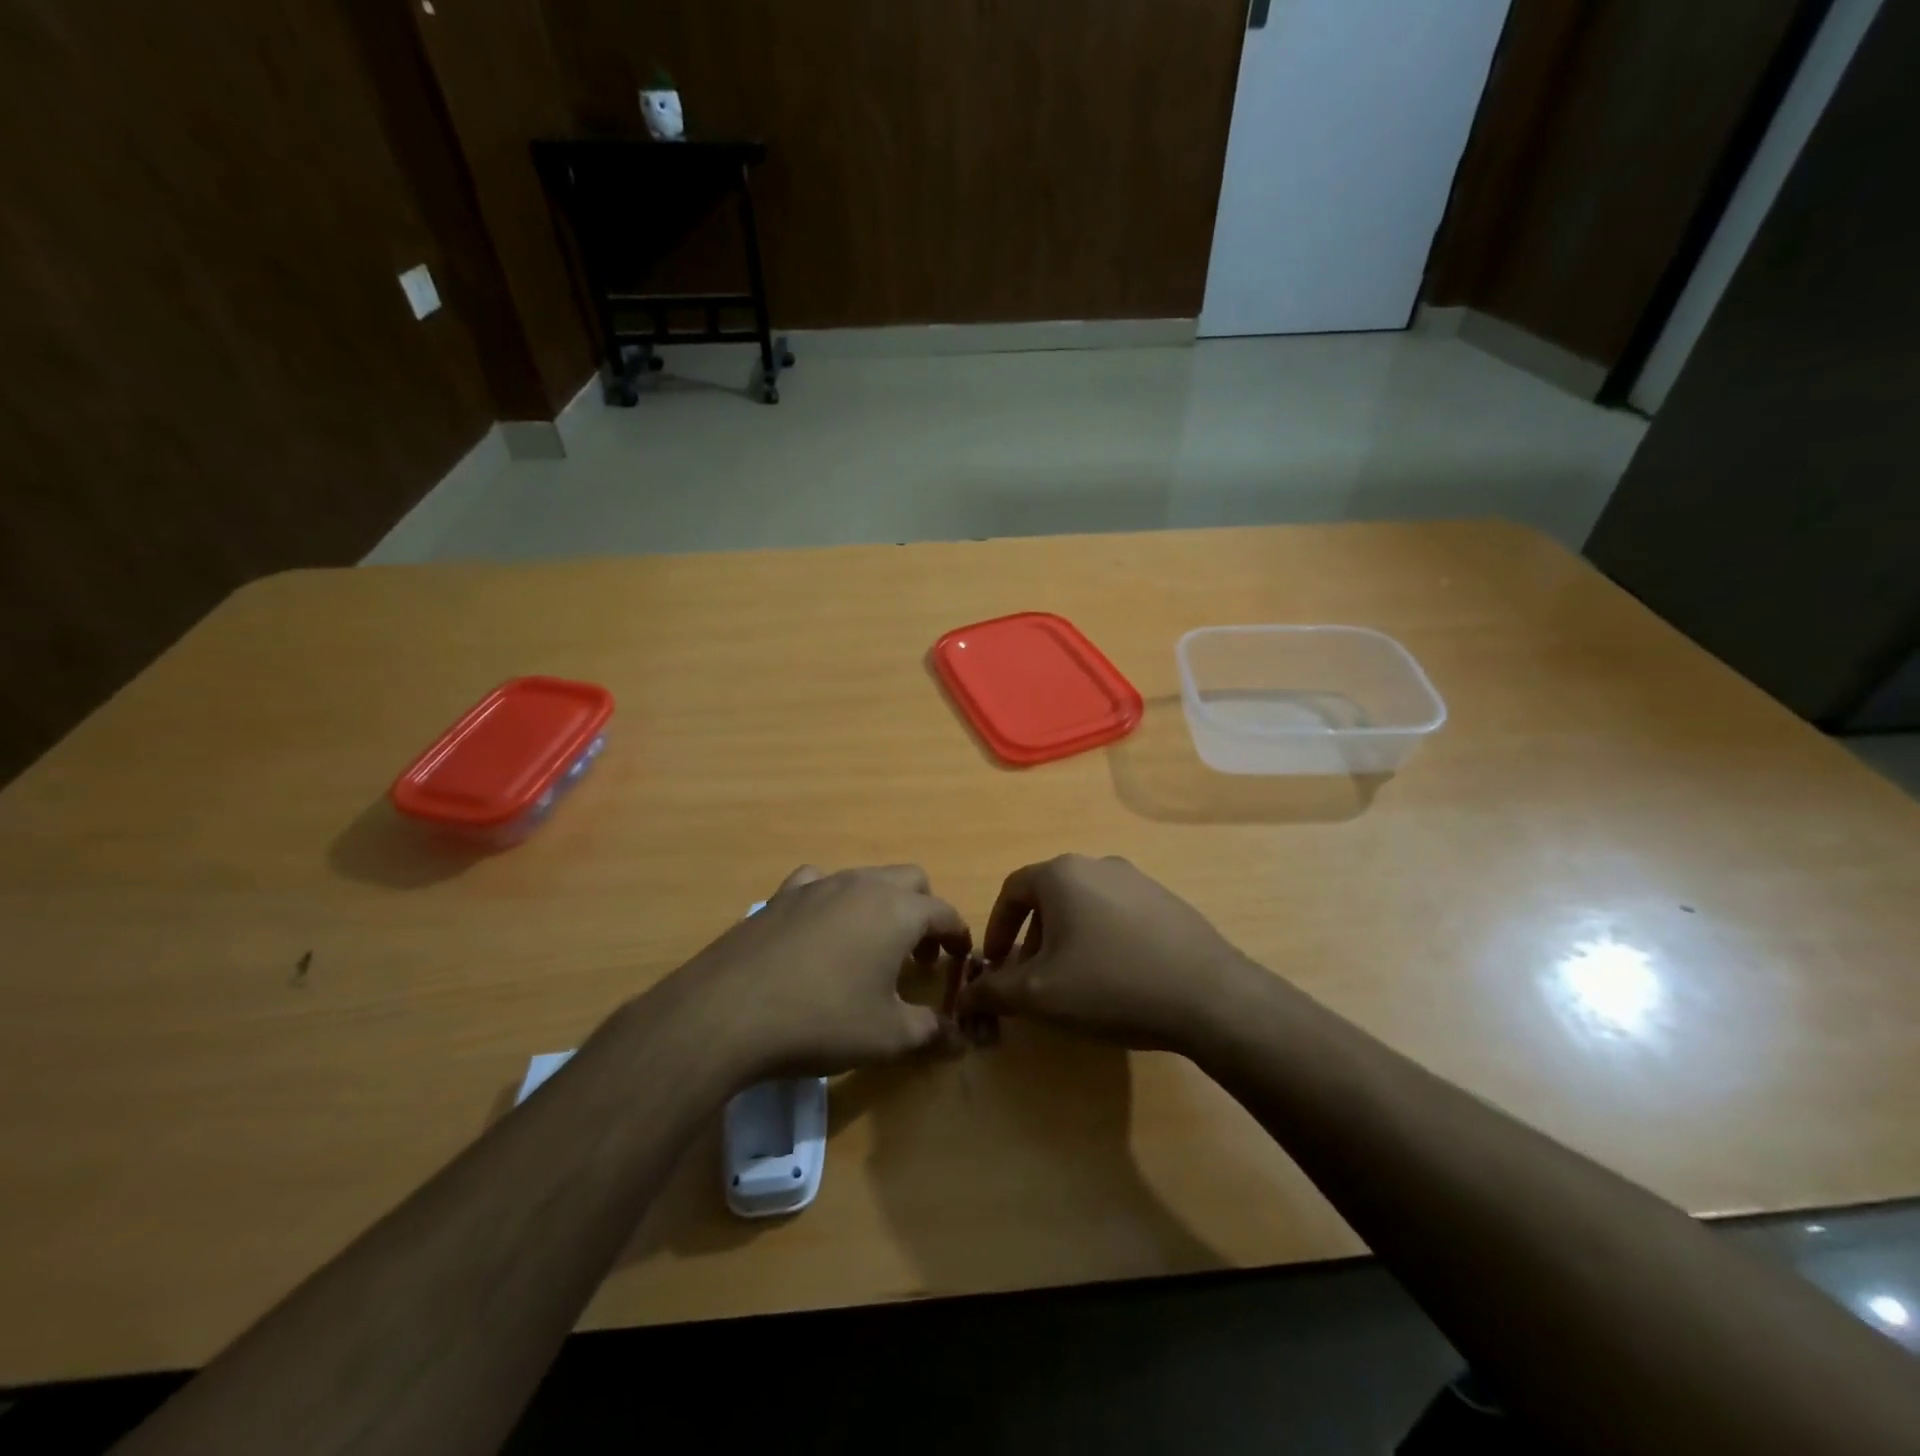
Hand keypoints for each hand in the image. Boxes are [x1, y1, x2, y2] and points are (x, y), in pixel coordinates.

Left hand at [671, 864, 971, 1079]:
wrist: (728, 1013)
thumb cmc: (822, 1021)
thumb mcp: (888, 1037)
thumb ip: (931, 1032)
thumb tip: (960, 1038)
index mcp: (898, 911)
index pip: (945, 912)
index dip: (959, 936)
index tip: (960, 960)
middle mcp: (862, 885)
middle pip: (911, 880)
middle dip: (924, 912)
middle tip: (919, 954)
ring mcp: (818, 884)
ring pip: (866, 878)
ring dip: (882, 904)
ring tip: (871, 947)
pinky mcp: (781, 895)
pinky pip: (820, 883)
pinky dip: (833, 900)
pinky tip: (821, 931)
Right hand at [958, 854, 1258, 1054]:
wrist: (1209, 996)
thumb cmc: (1110, 986)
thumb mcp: (1039, 995)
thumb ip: (994, 991)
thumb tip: (966, 995)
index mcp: (1062, 874)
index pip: (1012, 891)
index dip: (996, 928)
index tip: (996, 966)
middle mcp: (1098, 865)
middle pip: (1049, 897)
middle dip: (1032, 938)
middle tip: (1033, 979)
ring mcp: (1137, 880)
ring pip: (1084, 905)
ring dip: (1066, 939)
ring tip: (1073, 982)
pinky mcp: (1166, 901)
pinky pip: (1117, 914)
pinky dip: (1101, 939)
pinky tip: (1115, 977)